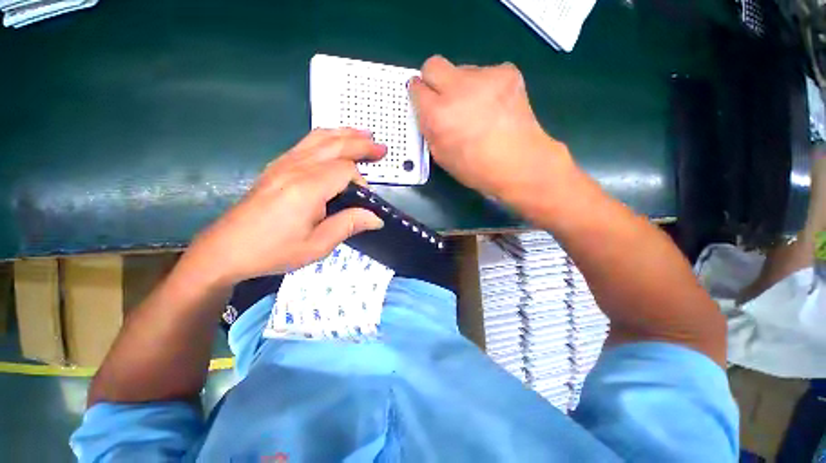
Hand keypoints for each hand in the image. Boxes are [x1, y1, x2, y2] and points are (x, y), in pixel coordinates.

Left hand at [183, 129, 385, 286]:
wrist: (226, 250)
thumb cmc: (273, 251)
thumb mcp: (317, 246)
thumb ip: (348, 225)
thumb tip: (376, 217)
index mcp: (307, 188)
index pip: (345, 170)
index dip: (361, 182)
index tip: (363, 201)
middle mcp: (295, 168)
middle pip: (335, 145)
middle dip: (361, 144)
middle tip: (381, 148)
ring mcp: (283, 164)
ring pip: (319, 138)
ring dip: (344, 135)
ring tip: (363, 135)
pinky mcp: (276, 166)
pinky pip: (305, 143)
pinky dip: (326, 138)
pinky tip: (334, 142)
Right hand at [409, 56, 573, 202]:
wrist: (520, 164)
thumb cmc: (476, 168)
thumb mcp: (441, 156)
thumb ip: (429, 129)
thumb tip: (427, 111)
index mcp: (438, 115)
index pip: (416, 88)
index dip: (419, 95)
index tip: (425, 101)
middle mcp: (457, 89)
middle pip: (433, 65)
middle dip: (434, 80)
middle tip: (445, 99)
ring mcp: (484, 76)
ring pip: (461, 69)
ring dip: (462, 85)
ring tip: (477, 109)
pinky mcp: (506, 72)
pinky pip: (485, 73)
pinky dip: (484, 86)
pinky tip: (494, 106)